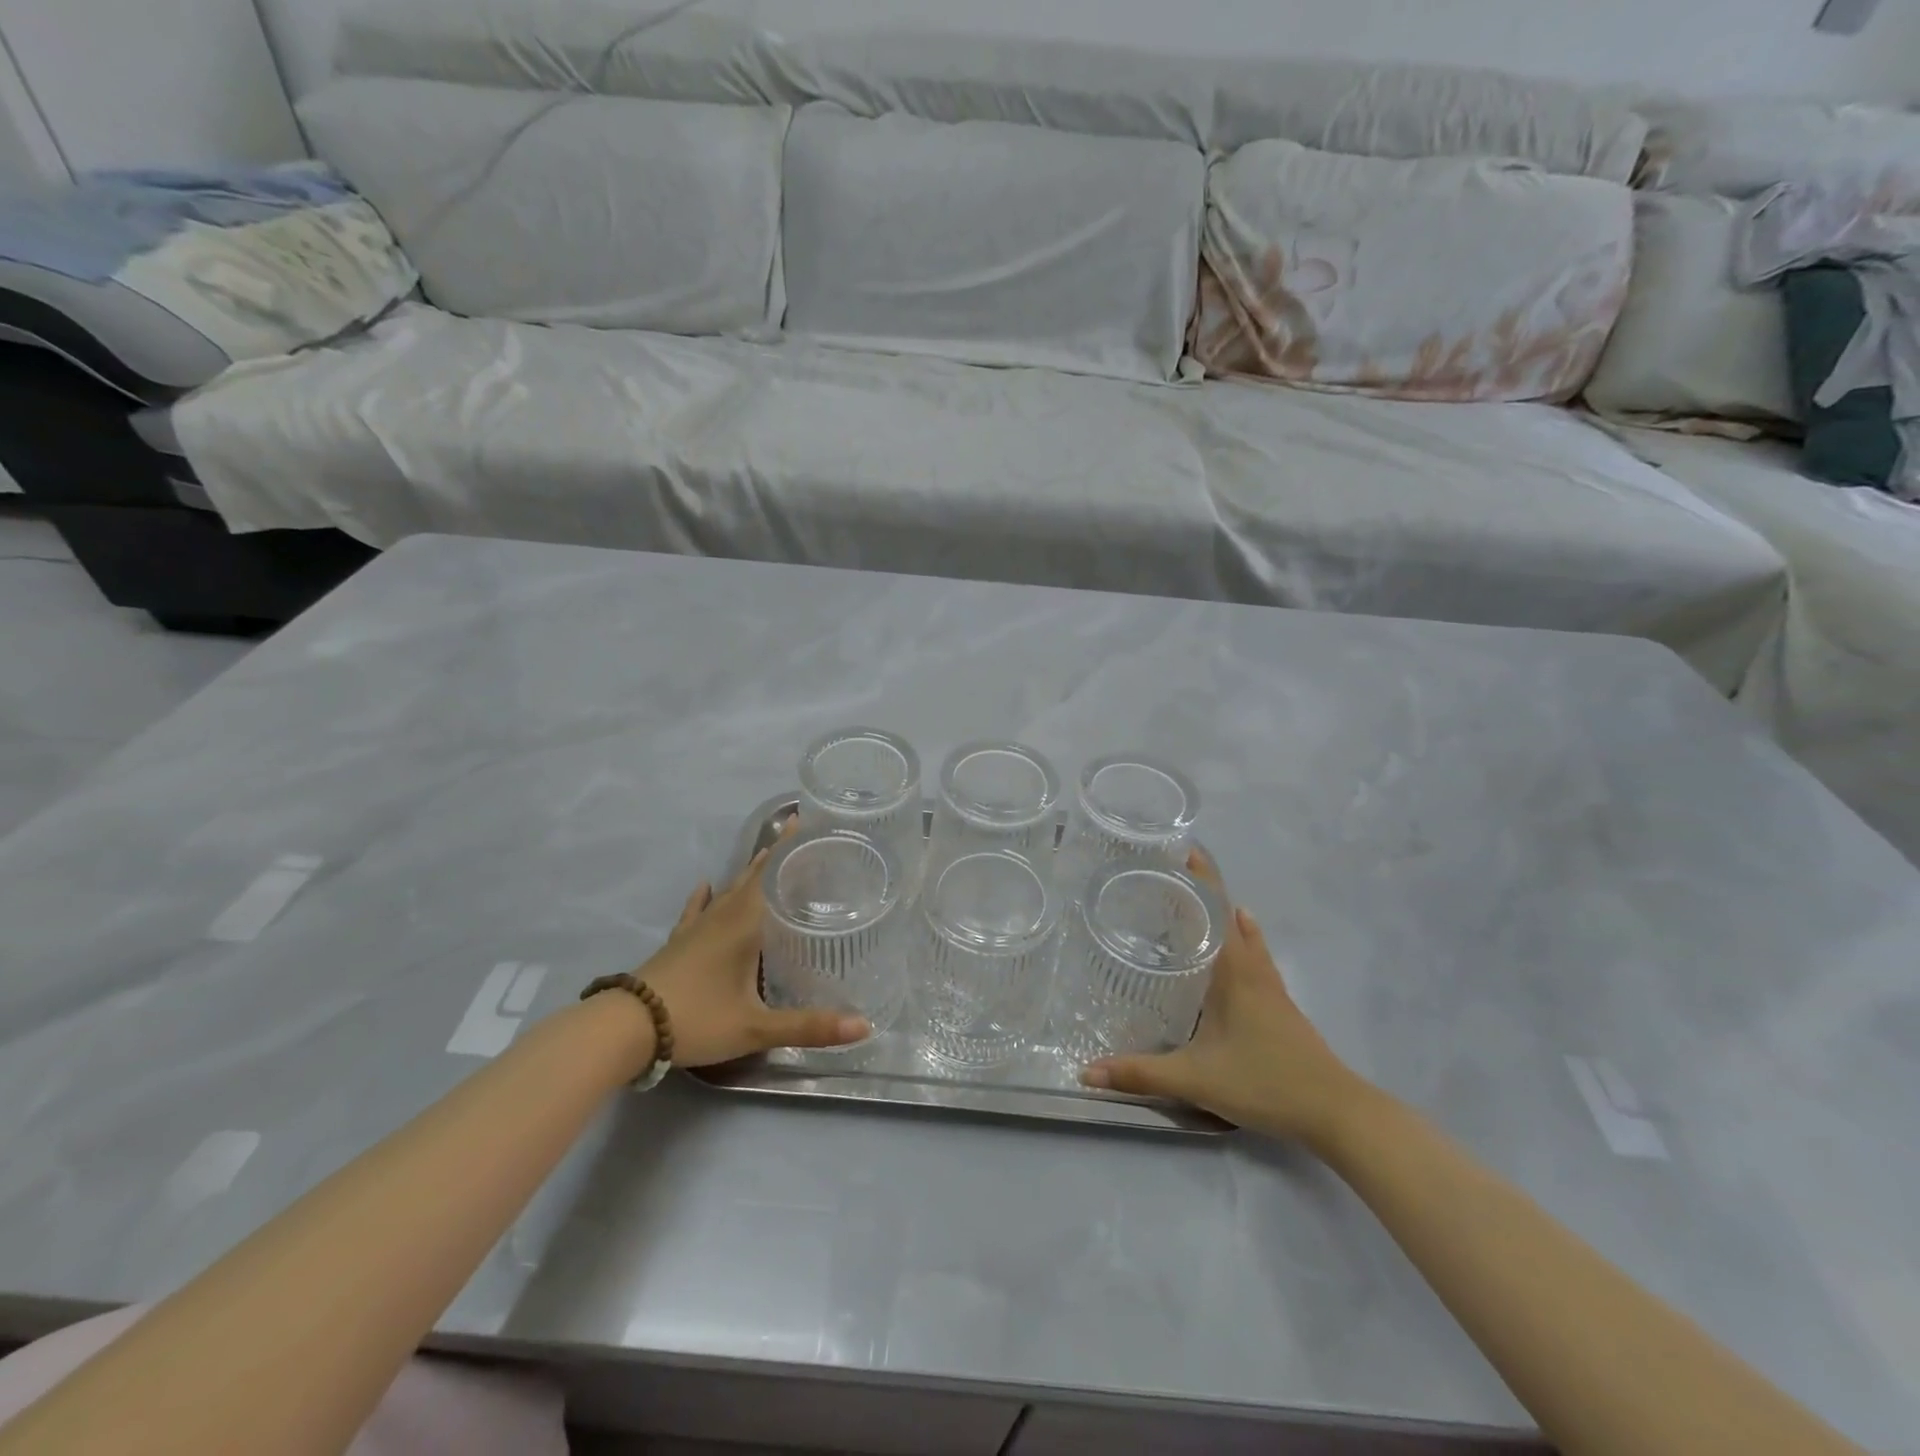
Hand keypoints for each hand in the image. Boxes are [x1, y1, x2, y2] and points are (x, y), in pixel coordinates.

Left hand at [637, 836, 869, 1068]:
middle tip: (799, 835)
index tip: (807, 821)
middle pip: (753, 877)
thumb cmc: (697, 1019)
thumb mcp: (756, 1027)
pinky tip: (706, 884)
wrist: (626, 1028)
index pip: (773, 875)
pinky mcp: (679, 942)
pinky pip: (697, 910)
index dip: (790, 849)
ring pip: (728, 890)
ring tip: (766, 854)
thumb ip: (809, 1026)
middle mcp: (723, 916)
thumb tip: (864, 1025)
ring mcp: (697, 928)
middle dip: (776, 855)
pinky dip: (705, 896)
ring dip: (749, 872)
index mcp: (745, 925)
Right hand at [1080, 851, 1374, 1148]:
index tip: (1180, 848)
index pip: (1216, 909)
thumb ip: (1141, 1073)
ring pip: (1246, 935)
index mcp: (1234, 971)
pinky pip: (1257, 956)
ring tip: (1194, 900)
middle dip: (1203, 890)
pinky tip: (1241, 940)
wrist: (1335, 1111)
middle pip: (1230, 915)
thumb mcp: (1195, 1078)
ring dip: (1223, 913)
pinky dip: (1243, 938)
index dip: (1201, 877)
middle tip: (1168, 874)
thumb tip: (1087, 1071)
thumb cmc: (1264, 1082)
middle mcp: (1253, 969)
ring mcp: (1271, 987)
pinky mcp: (1280, 1006)